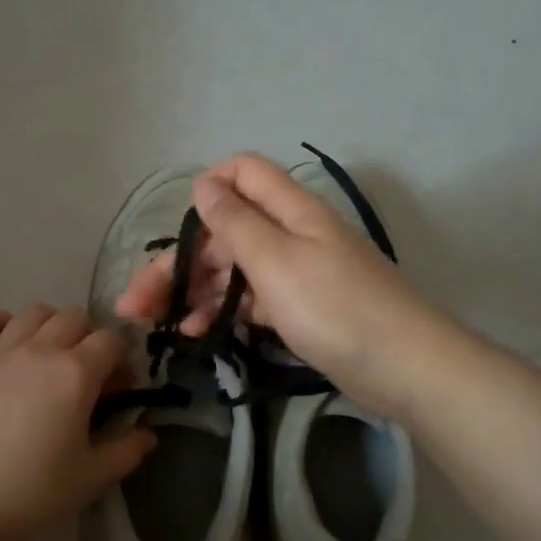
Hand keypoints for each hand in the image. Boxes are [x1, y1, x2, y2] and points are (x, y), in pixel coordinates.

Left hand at [0, 304, 155, 538]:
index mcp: (76, 373)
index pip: (112, 340)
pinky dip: (0, 322)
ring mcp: (1, 349)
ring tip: (48, 358)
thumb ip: (127, 450)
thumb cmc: (34, 491)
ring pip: (36, 311)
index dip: (121, 361)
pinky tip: (7, 346)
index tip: (117, 390)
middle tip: (85, 375)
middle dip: (89, 339)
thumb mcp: (92, 477)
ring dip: (51, 326)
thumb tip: (148, 434)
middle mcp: (41, 349)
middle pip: (77, 317)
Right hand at [116, 154, 456, 414]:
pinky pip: (251, 299)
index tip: (180, 230)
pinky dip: (222, 311)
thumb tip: (204, 184)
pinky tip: (195, 333)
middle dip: (179, 261)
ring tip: (156, 324)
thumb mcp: (276, 262)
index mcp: (290, 210)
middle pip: (225, 230)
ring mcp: (296, 272)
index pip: (242, 172)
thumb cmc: (336, 309)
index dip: (207, 189)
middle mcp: (291, 233)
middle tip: (136, 302)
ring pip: (233, 268)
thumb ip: (236, 222)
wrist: (405, 368)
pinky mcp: (300, 307)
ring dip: (193, 291)